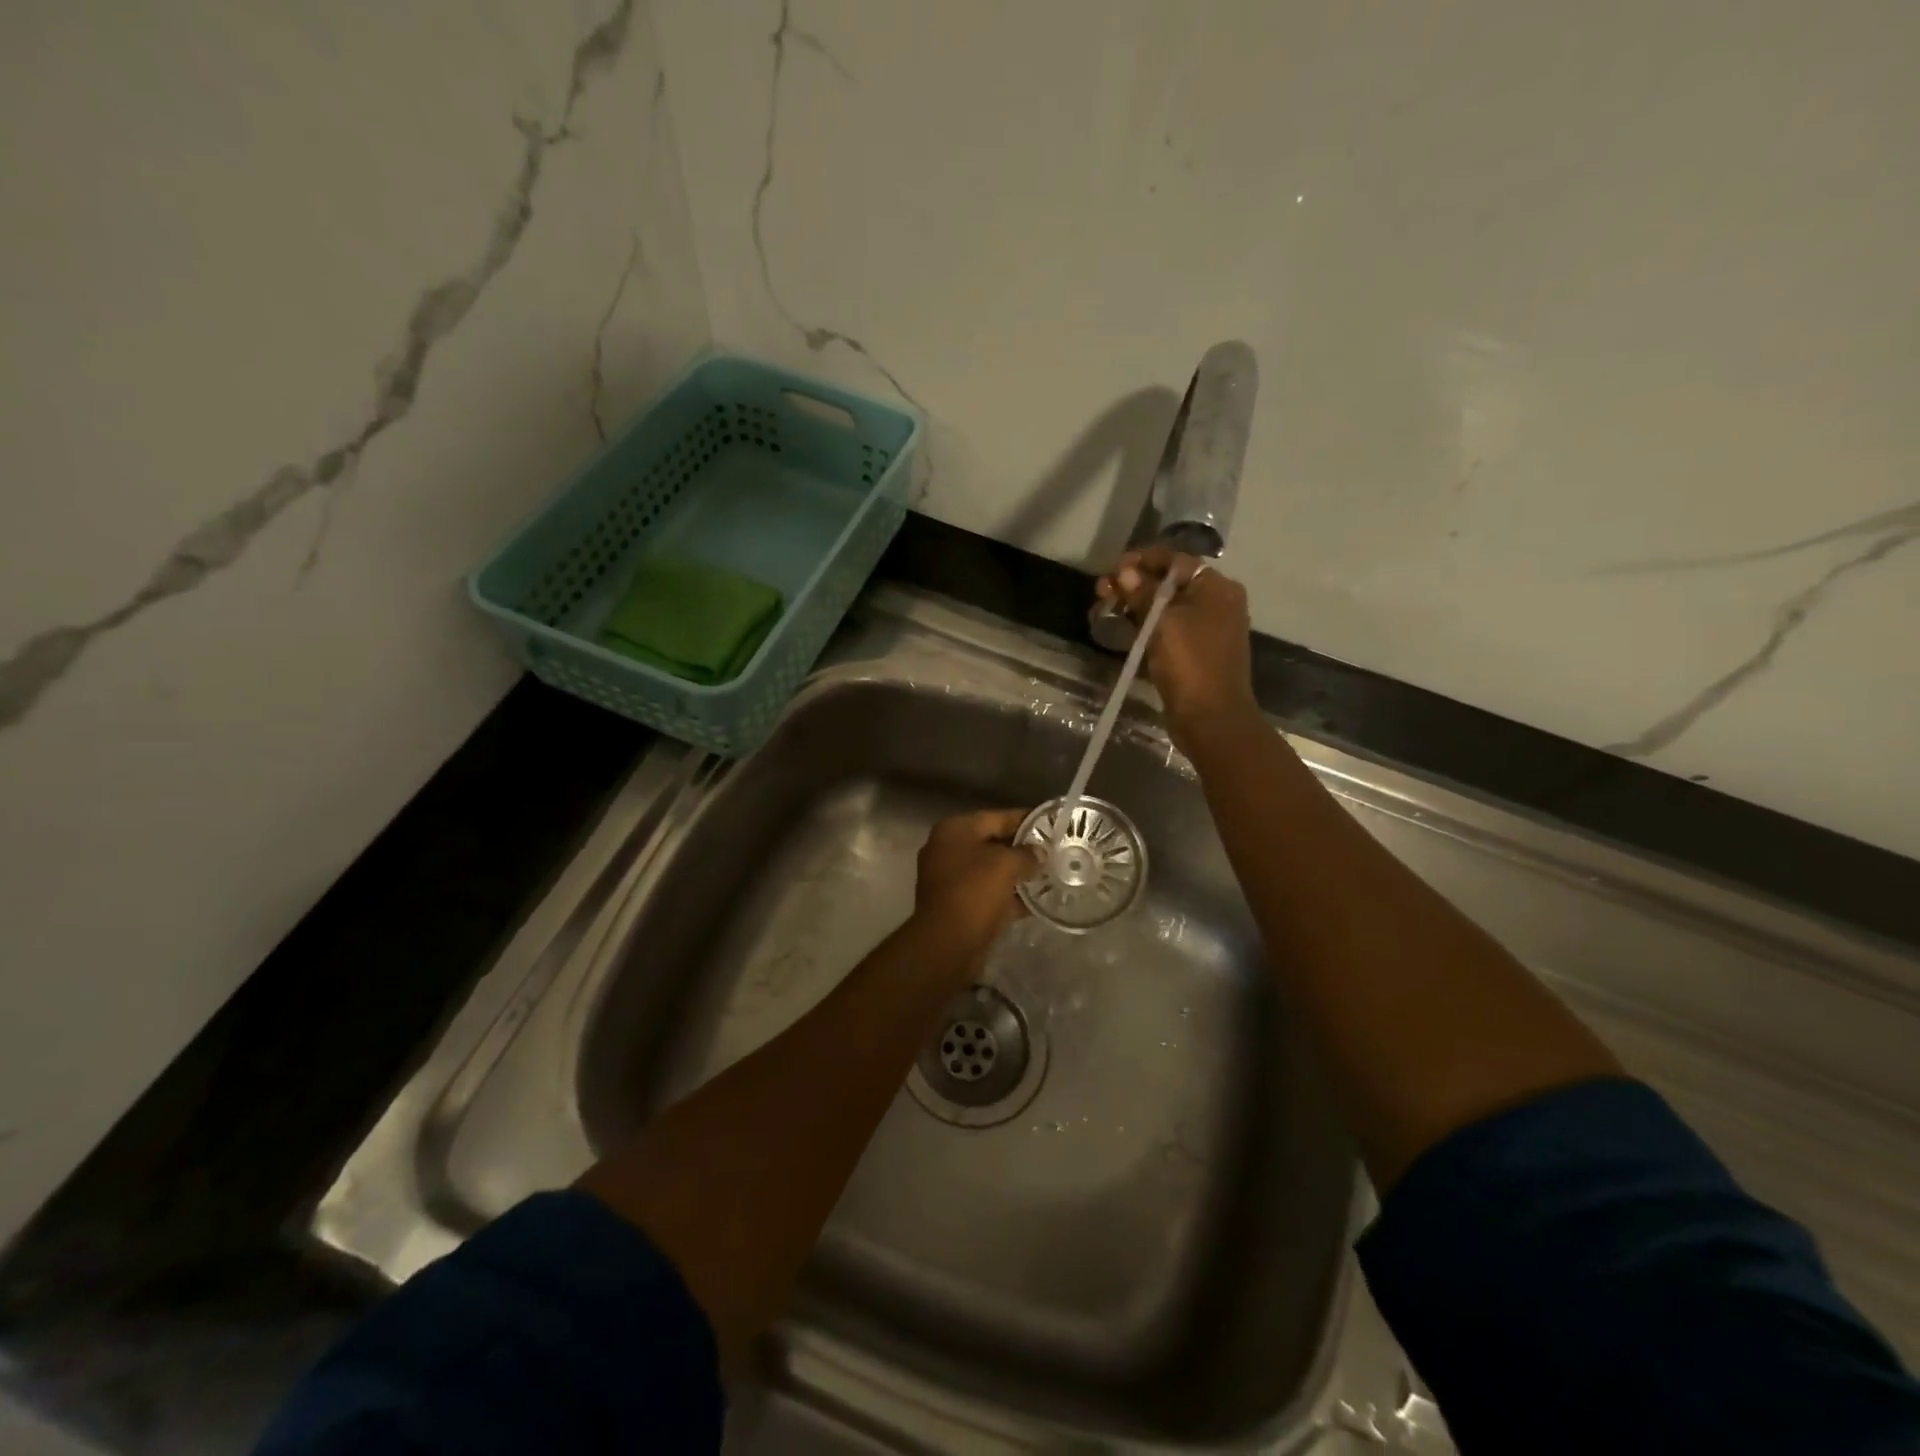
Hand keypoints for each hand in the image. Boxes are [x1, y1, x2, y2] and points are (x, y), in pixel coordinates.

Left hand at [912, 809, 1038, 954]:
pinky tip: (1038, 901)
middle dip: (1023, 849)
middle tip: (1055, 852)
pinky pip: (989, 894)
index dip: (1026, 820)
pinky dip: (1010, 897)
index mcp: (954, 830)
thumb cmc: (974, 892)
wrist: (947, 945)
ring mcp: (950, 879)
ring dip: (1018, 874)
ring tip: (1051, 875)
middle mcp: (948, 850)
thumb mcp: (1006, 865)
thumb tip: (1039, 853)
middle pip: (993, 843)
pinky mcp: (958, 906)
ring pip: (992, 871)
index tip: (1052, 824)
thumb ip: (1027, 854)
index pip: (996, 817)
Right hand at [1095, 546, 1257, 738]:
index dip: (1143, 559)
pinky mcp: (1193, 653)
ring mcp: (1205, 629)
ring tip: (1103, 605)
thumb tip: (1124, 571)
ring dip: (1134, 603)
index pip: (1176, 561)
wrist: (1211, 718)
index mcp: (1216, 588)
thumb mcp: (1162, 622)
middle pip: (1169, 583)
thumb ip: (1142, 593)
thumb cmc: (1190, 663)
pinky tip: (1120, 625)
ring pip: (1164, 607)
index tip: (1114, 566)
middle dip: (1133, 582)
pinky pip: (1166, 629)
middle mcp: (1215, 603)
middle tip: (1102, 589)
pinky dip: (1144, 624)